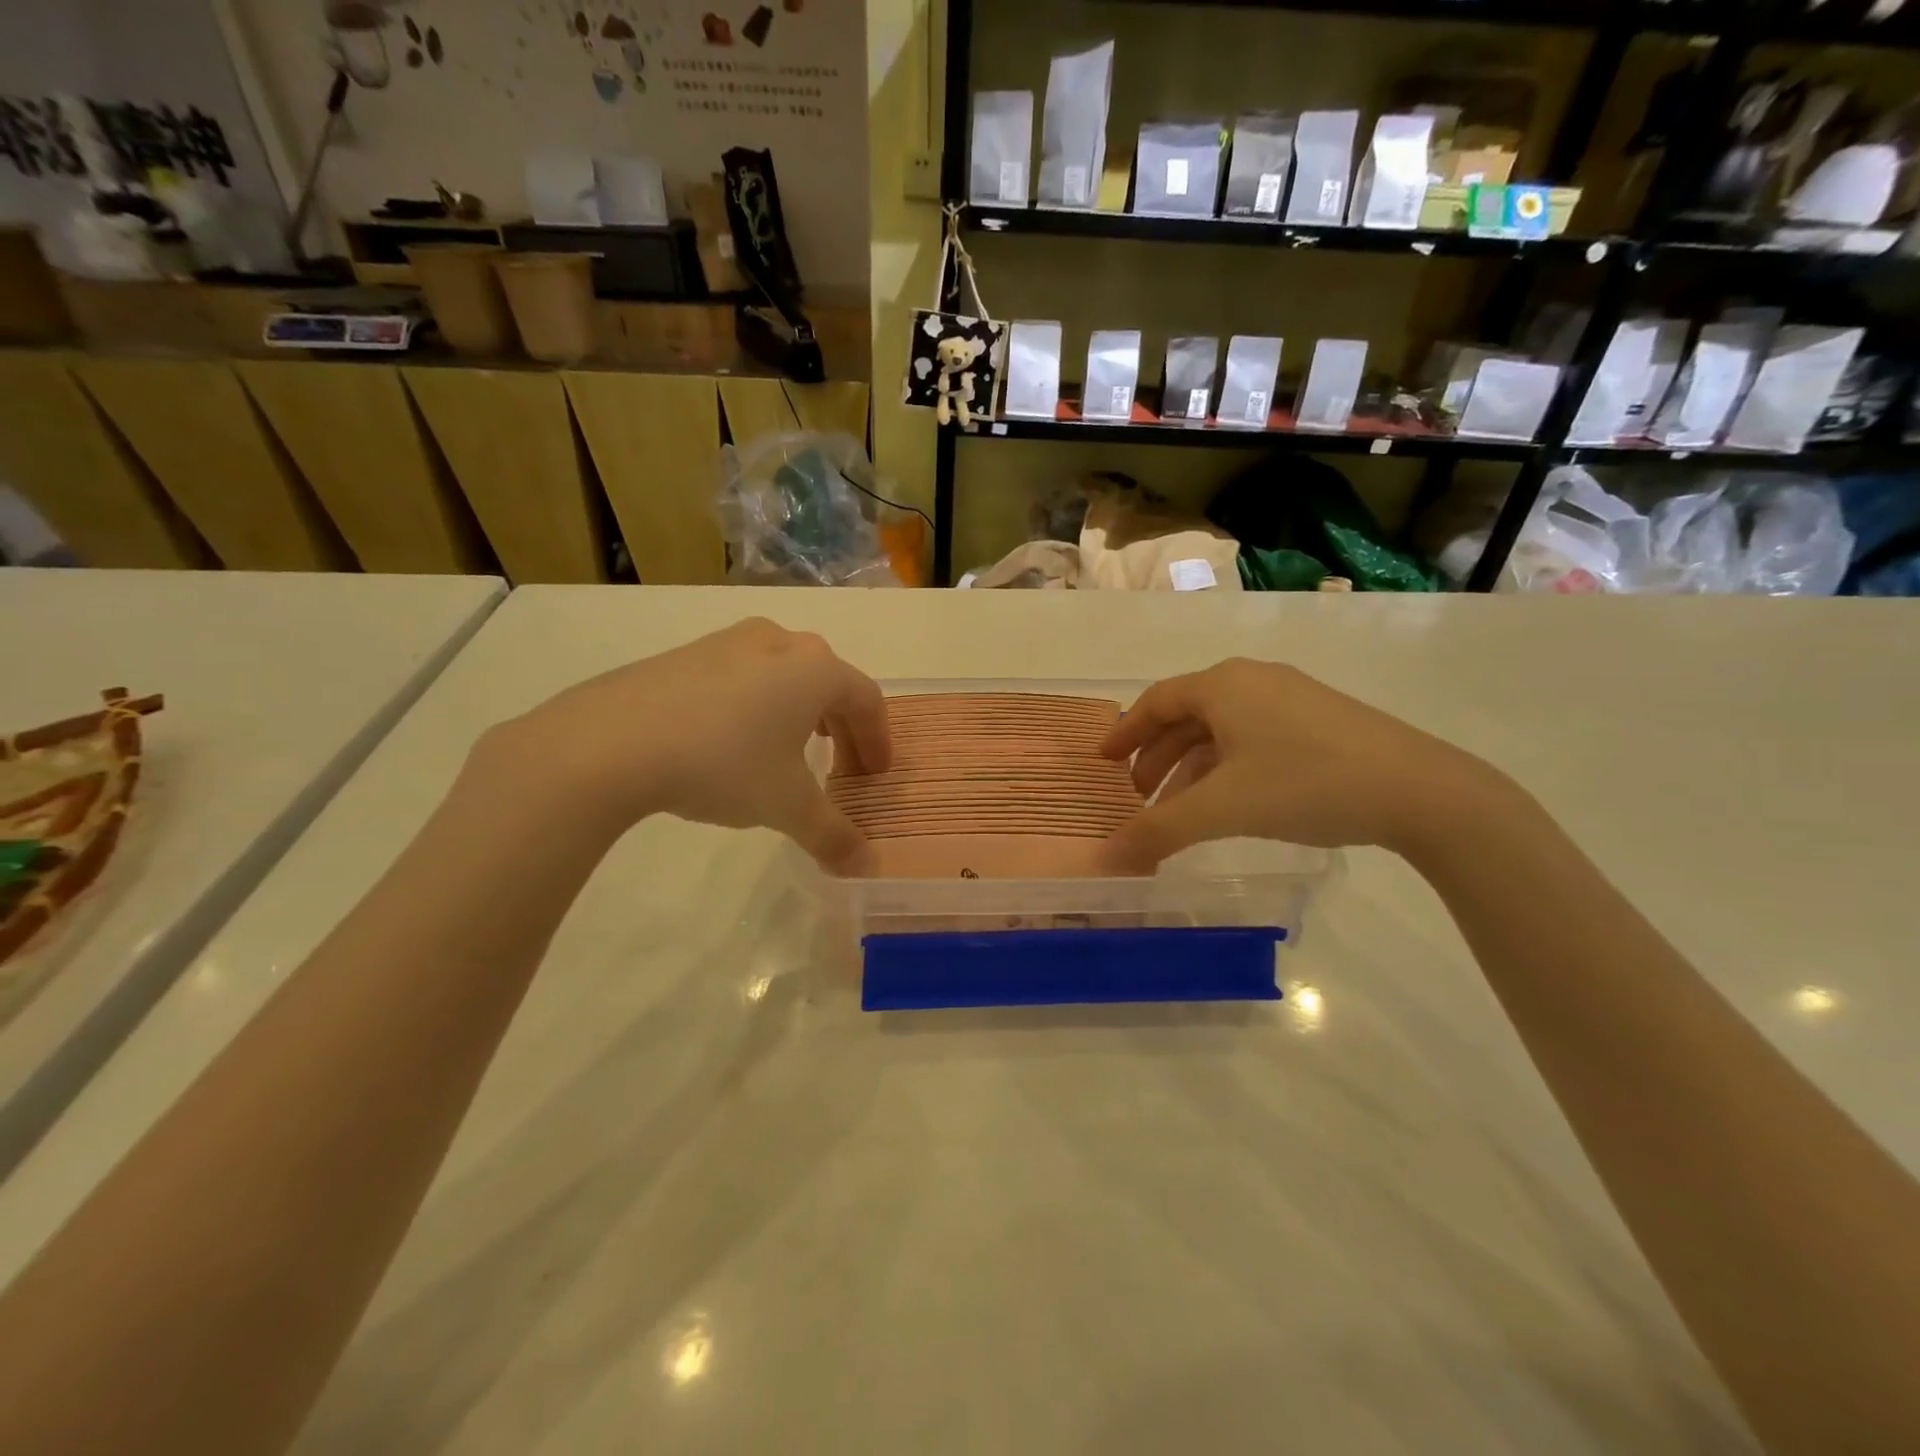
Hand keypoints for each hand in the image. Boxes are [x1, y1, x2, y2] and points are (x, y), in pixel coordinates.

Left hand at [487, 619, 889, 869]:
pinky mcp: (688, 653)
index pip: (867, 701)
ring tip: (794, 751)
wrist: (611, 741)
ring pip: (786, 674)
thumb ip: (832, 836)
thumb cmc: (723, 764)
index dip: (878, 741)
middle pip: (830, 684)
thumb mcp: (786, 806)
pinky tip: (737, 740)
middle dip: (844, 729)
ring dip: (802, 713)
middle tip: (842, 769)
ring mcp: (730, 641)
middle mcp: (780, 642)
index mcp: (816, 669)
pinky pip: (744, 675)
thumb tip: (865, 869)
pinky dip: (759, 705)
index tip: (874, 776)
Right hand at [1097, 658, 1498, 869]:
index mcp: (1223, 686)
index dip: (1124, 732)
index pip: (1156, 701)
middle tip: (1136, 795)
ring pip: (1221, 730)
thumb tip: (1106, 857)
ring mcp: (1290, 698)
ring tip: (1178, 810)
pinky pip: (1252, 738)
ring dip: (1190, 767)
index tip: (1102, 762)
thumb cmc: (1305, 784)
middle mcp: (1252, 681)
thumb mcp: (1222, 808)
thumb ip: (1159, 830)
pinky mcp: (1319, 721)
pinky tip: (1229, 803)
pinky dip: (1226, 768)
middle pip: (1186, 715)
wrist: (1420, 790)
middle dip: (1155, 756)